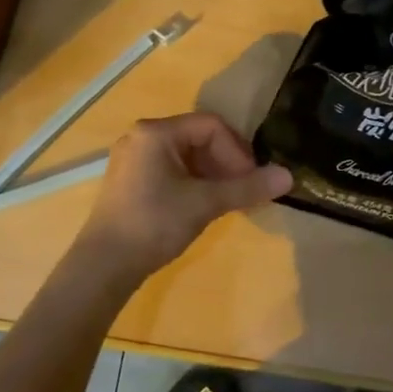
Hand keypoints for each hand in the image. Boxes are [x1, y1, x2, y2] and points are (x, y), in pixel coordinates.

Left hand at [71, 112, 291, 282]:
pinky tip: (203, 206)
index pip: (211, 126)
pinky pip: (170, 169)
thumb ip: (246, 187)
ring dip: (212, 175)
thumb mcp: (204, 203)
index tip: (252, 179)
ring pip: (185, 156)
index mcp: (156, 132)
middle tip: (243, 192)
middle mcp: (142, 136)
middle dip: (226, 163)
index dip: (238, 150)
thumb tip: (289, 176)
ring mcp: (133, 158)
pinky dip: (193, 183)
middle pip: (198, 138)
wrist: (104, 265)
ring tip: (228, 202)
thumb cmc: (154, 223)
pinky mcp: (130, 180)